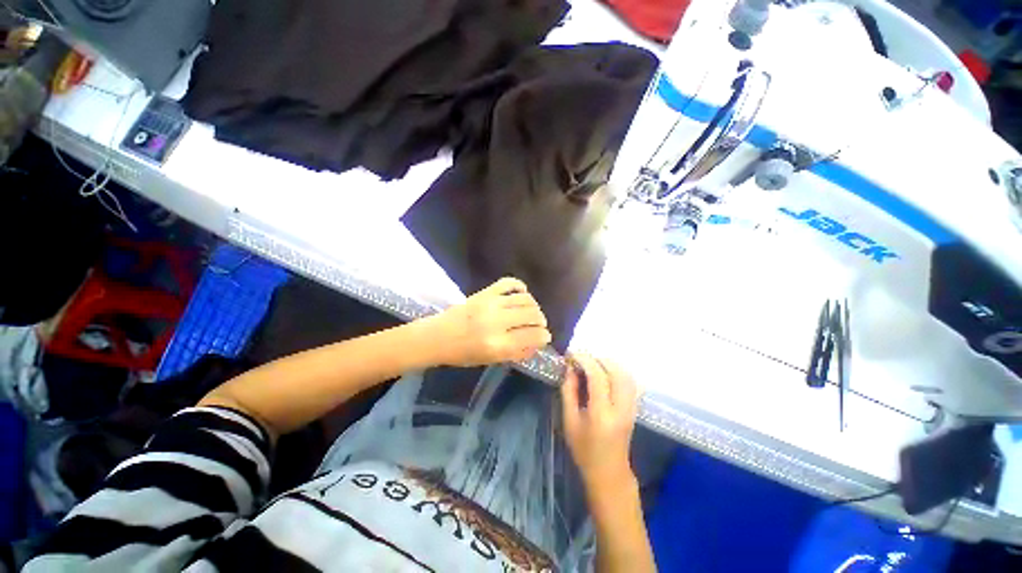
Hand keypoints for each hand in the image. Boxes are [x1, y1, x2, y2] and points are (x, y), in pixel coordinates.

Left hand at [425, 277, 551, 366]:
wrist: (437, 336)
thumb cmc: (463, 354)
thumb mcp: (491, 360)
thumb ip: (517, 352)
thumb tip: (537, 343)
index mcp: (498, 345)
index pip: (533, 336)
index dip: (544, 336)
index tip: (544, 337)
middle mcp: (497, 322)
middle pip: (533, 315)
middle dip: (541, 321)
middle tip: (538, 325)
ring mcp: (491, 304)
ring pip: (526, 299)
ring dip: (534, 306)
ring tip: (531, 312)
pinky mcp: (485, 292)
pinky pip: (509, 282)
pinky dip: (520, 286)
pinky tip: (522, 293)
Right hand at [561, 354, 639, 492]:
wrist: (609, 472)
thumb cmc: (584, 450)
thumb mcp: (569, 421)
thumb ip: (569, 392)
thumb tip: (570, 369)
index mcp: (602, 413)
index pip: (598, 376)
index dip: (584, 360)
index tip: (571, 355)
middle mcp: (621, 408)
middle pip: (616, 371)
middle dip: (597, 359)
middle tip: (581, 359)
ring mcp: (631, 408)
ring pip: (626, 374)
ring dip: (608, 363)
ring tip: (592, 363)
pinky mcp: (635, 408)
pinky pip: (630, 382)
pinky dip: (618, 371)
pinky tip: (605, 372)